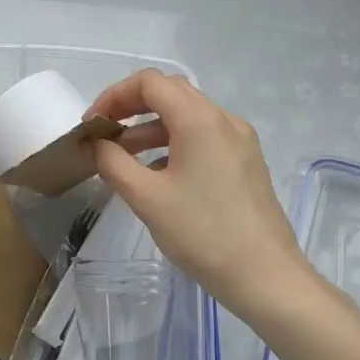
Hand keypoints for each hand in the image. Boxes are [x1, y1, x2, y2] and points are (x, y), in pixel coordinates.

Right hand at [89, 71, 313, 324]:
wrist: (266, 276)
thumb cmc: (203, 233)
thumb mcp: (147, 198)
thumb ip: (113, 163)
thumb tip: (97, 145)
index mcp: (199, 119)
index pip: (150, 82)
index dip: (115, 95)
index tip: (93, 125)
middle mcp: (223, 119)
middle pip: (170, 92)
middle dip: (131, 107)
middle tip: (105, 134)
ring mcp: (239, 140)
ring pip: (187, 115)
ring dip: (151, 127)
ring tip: (123, 156)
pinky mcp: (246, 161)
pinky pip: (204, 136)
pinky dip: (174, 142)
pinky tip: (157, 173)